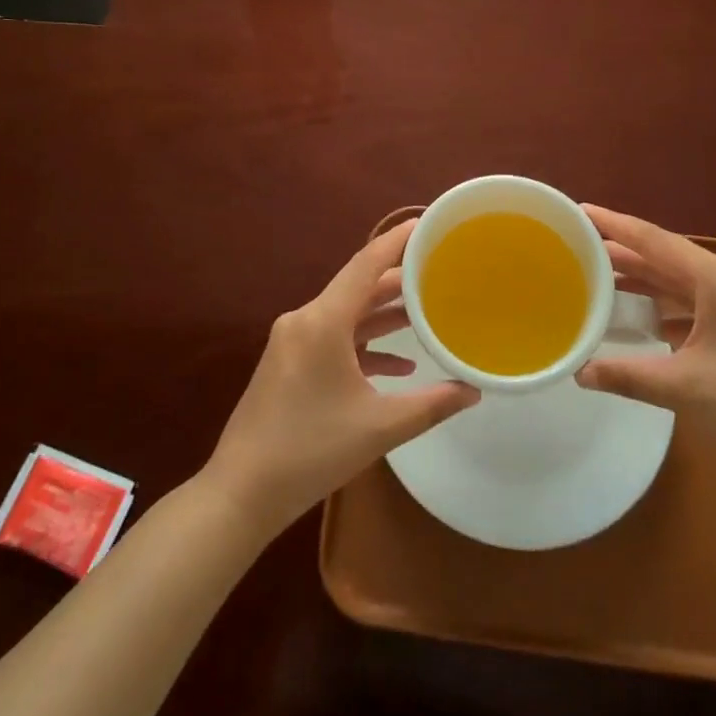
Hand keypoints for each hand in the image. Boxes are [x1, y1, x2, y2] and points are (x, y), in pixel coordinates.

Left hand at [203, 219, 479, 533]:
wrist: (241, 493)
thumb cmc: (310, 451)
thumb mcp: (379, 427)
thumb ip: (431, 404)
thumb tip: (474, 391)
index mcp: (323, 321)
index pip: (366, 264)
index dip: (396, 240)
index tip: (426, 222)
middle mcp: (305, 319)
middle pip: (358, 287)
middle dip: (399, 281)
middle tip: (439, 271)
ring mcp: (293, 341)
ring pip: (347, 314)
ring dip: (383, 314)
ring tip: (427, 313)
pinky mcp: (288, 362)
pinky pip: (333, 338)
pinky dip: (364, 344)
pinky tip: (397, 363)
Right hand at [576, 205, 715, 473]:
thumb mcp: (688, 388)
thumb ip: (629, 377)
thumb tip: (579, 373)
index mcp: (714, 279)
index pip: (652, 239)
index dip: (613, 223)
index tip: (578, 209)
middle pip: (664, 256)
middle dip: (622, 252)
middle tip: (577, 248)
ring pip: (679, 281)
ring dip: (642, 280)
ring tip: (599, 279)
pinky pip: (693, 303)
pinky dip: (663, 305)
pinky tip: (642, 320)